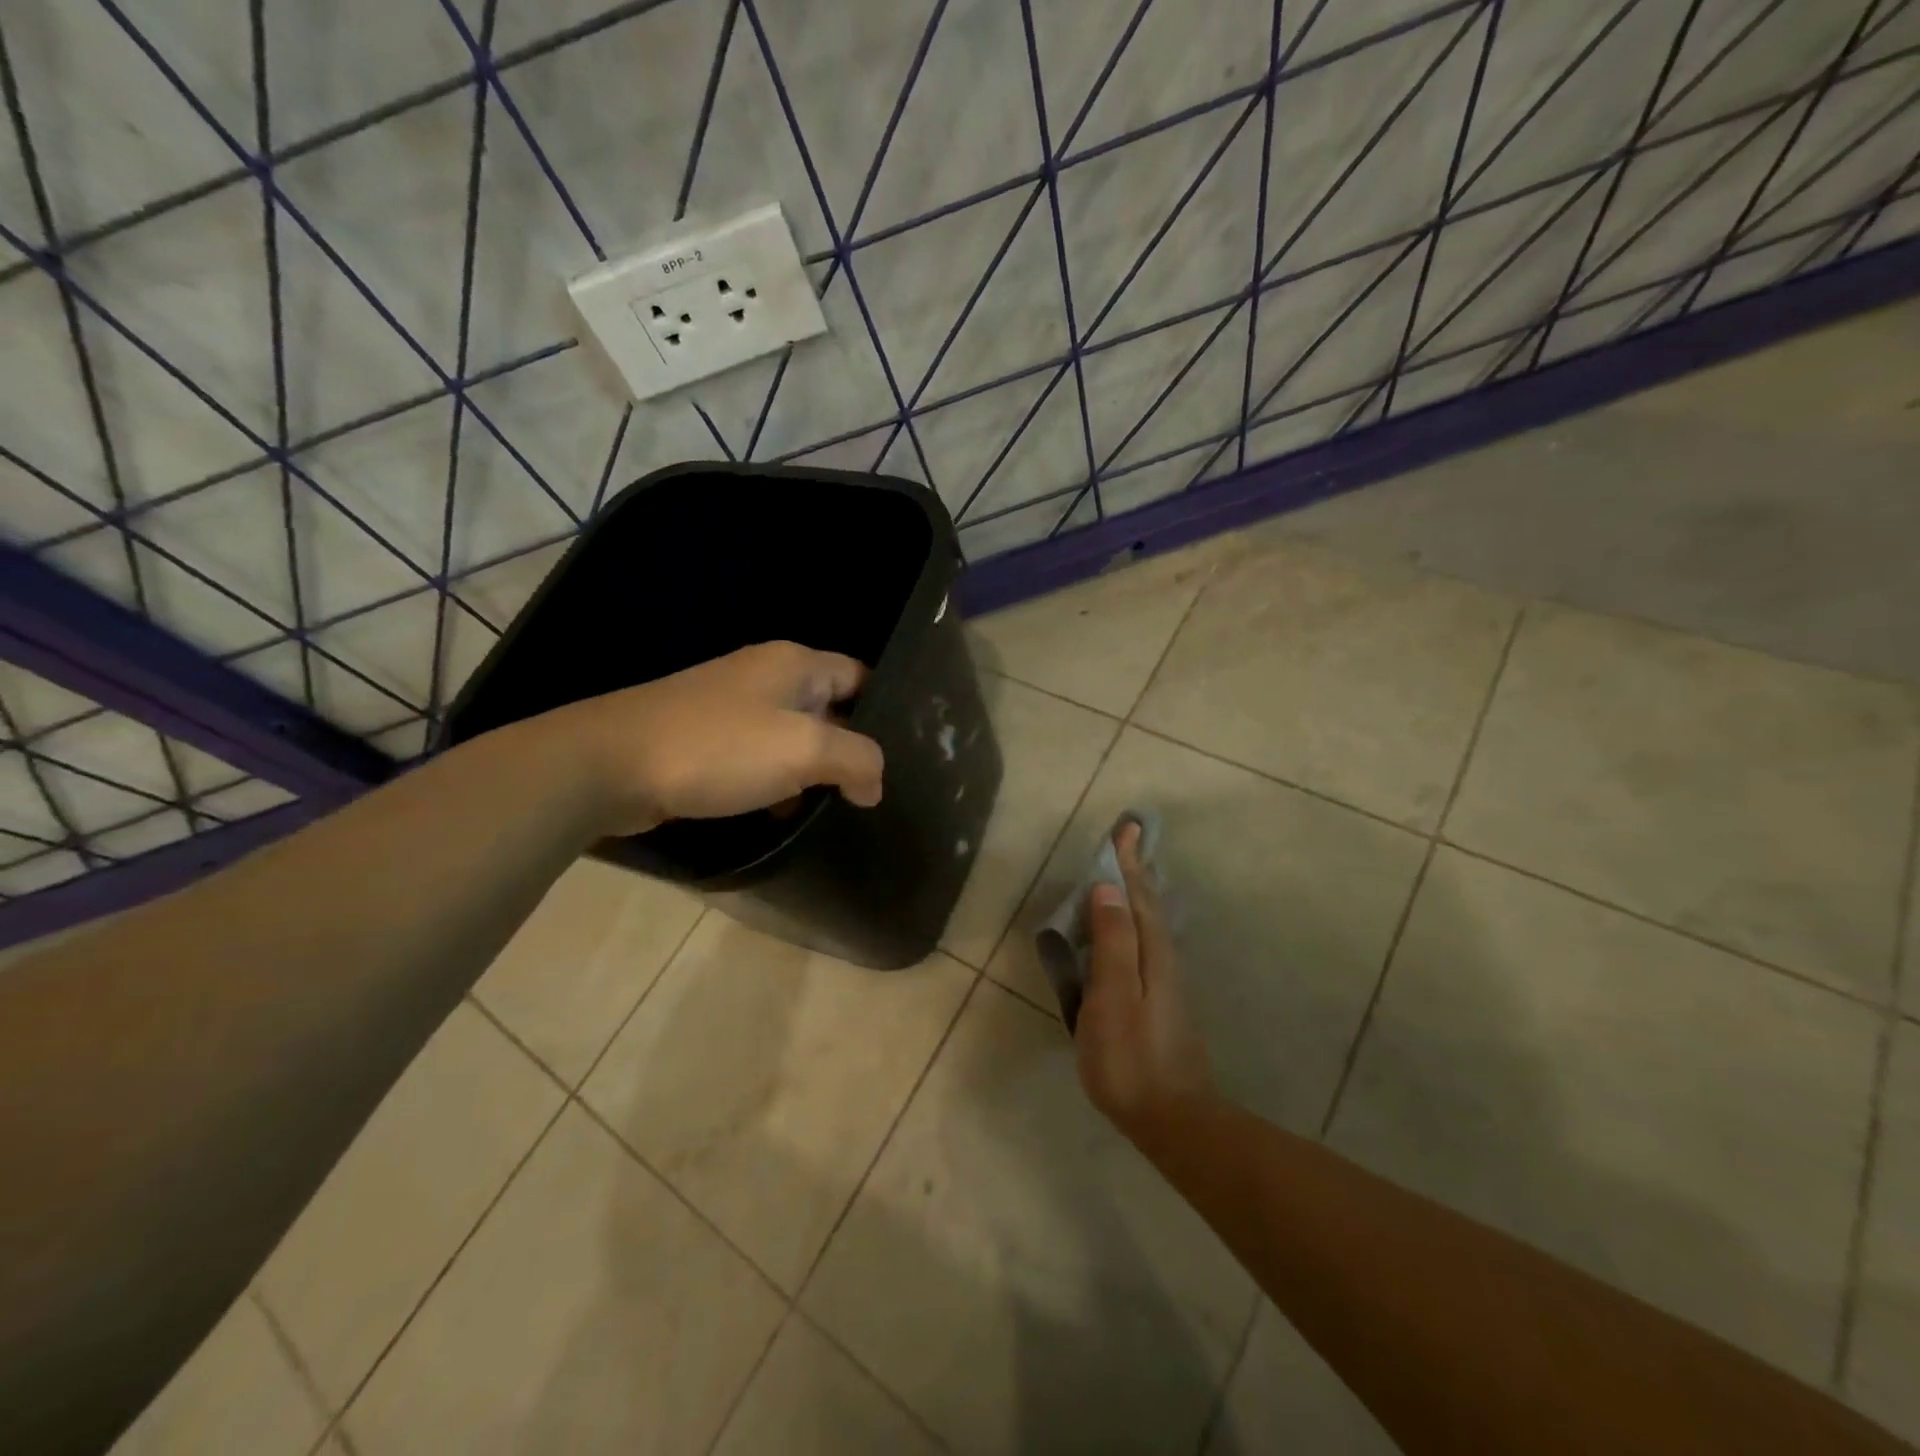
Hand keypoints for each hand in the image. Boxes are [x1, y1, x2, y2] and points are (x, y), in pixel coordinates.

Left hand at [553, 641, 884, 834]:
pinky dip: (774, 781)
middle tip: (872, 791)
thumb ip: (857, 761)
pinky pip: (757, 757)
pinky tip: (779, 813)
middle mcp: (765, 675)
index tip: (902, 756)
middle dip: (848, 749)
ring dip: (810, 772)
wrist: (611, 765)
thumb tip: (874, 785)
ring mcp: (731, 706)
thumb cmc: (718, 749)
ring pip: (792, 737)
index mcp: (794, 664)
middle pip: (828, 709)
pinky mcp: (705, 738)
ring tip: (832, 810)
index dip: (884, 713)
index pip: (860, 677)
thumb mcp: (804, 750)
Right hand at [1076, 822, 1215, 1135]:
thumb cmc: (1131, 1056)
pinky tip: (1131, 932)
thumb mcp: (1114, 996)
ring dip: (1138, 894)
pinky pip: (1147, 943)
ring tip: (1128, 874)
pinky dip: (1136, 922)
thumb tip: (1107, 889)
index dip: (1127, 863)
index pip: (1137, 896)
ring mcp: (1166, 983)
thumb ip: (1112, 942)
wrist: (1172, 1117)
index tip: (1126, 828)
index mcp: (1151, 953)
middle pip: (1149, 905)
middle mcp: (1164, 960)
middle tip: (1128, 840)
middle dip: (1136, 871)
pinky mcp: (1161, 1002)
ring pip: (1151, 924)